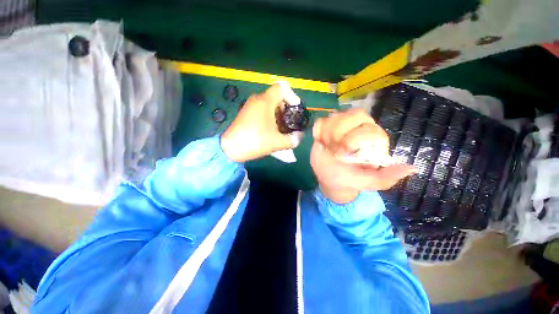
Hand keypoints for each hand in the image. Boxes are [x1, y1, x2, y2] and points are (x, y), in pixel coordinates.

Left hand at [221, 84, 297, 161]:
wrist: (230, 149)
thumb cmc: (255, 141)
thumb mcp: (277, 142)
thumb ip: (293, 139)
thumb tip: (300, 136)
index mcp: (265, 101)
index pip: (282, 88)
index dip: (292, 97)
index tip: (295, 111)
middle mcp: (257, 99)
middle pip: (277, 98)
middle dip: (286, 110)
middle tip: (290, 124)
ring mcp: (250, 106)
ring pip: (270, 105)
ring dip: (278, 115)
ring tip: (282, 129)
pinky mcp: (246, 113)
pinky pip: (262, 110)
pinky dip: (270, 117)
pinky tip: (271, 130)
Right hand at [311, 108, 415, 203]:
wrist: (330, 180)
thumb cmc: (350, 179)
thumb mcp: (369, 182)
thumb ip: (386, 177)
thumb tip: (411, 168)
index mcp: (373, 139)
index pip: (368, 127)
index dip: (353, 139)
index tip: (342, 155)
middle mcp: (359, 128)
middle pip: (353, 115)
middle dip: (339, 133)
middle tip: (333, 149)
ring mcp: (341, 126)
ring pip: (335, 115)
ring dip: (327, 134)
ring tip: (327, 147)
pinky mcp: (326, 129)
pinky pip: (321, 122)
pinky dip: (318, 131)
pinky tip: (319, 142)